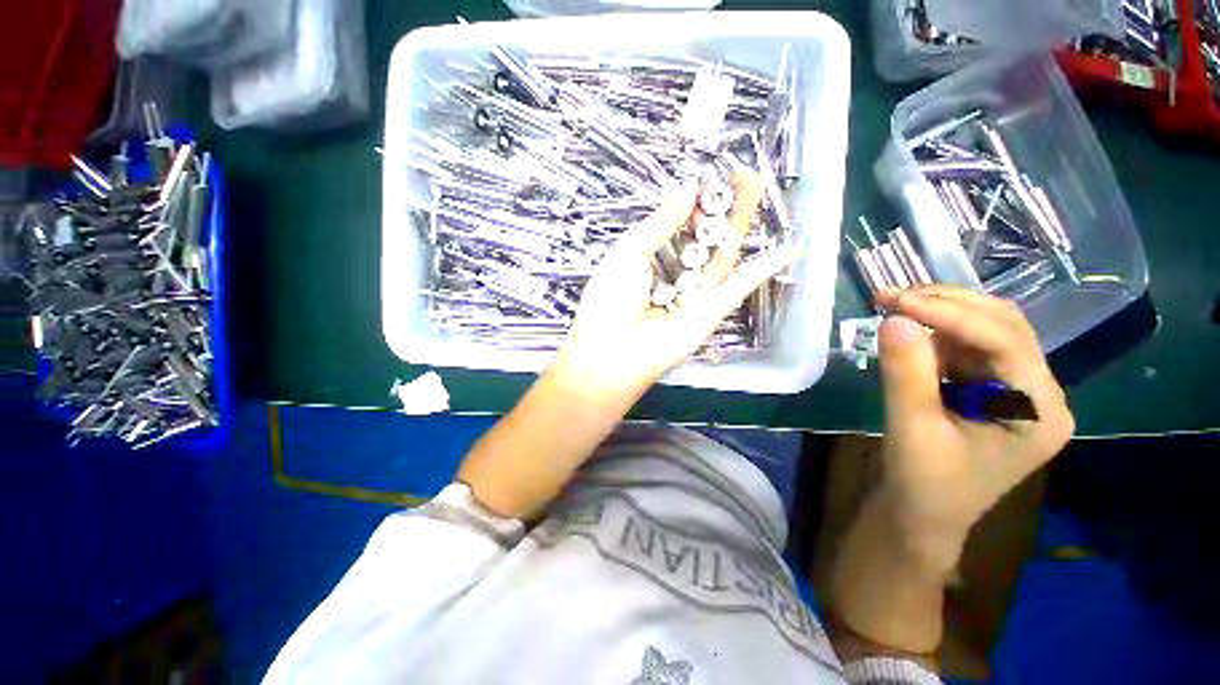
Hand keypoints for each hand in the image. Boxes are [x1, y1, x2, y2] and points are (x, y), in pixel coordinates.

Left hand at [556, 172, 793, 395]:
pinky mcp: (710, 315)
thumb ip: (659, 225)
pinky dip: (760, 271)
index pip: (677, 229)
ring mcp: (694, 297)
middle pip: (703, 240)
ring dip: (739, 226)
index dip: (693, 205)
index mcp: (649, 264)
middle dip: (722, 208)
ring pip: (723, 258)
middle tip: (742, 174)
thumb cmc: (610, 299)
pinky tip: (786, 248)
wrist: (612, 350)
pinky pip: (737, 289)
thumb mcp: (629, 253)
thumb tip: (685, 190)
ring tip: (757, 189)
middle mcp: (674, 278)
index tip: (706, 178)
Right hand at [873, 286, 1074, 552]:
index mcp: (1039, 411)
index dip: (949, 314)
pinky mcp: (991, 389)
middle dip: (947, 304)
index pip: (1004, 341)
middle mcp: (1039, 392)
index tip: (895, 300)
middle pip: (1004, 326)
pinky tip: (908, 329)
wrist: (922, 514)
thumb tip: (893, 319)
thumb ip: (906, 374)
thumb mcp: (912, 429)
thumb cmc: (924, 483)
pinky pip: (968, 346)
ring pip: (987, 329)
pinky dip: (935, 331)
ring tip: (894, 305)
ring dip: (940, 312)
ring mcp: (1016, 389)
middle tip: (891, 296)